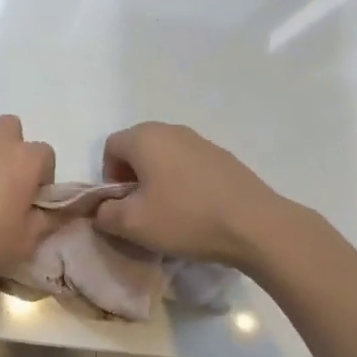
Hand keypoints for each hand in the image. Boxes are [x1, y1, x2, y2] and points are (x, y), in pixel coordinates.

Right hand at [93, 122, 286, 267]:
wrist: (255, 225)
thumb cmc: (185, 218)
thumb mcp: (133, 225)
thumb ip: (105, 214)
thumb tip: (101, 210)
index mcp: (144, 138)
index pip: (110, 147)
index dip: (109, 177)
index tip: (123, 206)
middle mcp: (171, 130)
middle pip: (138, 148)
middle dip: (133, 178)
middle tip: (143, 210)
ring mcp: (201, 141)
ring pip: (165, 156)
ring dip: (159, 179)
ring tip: (171, 212)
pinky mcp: (223, 157)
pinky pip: (190, 165)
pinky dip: (184, 182)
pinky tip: (197, 210)